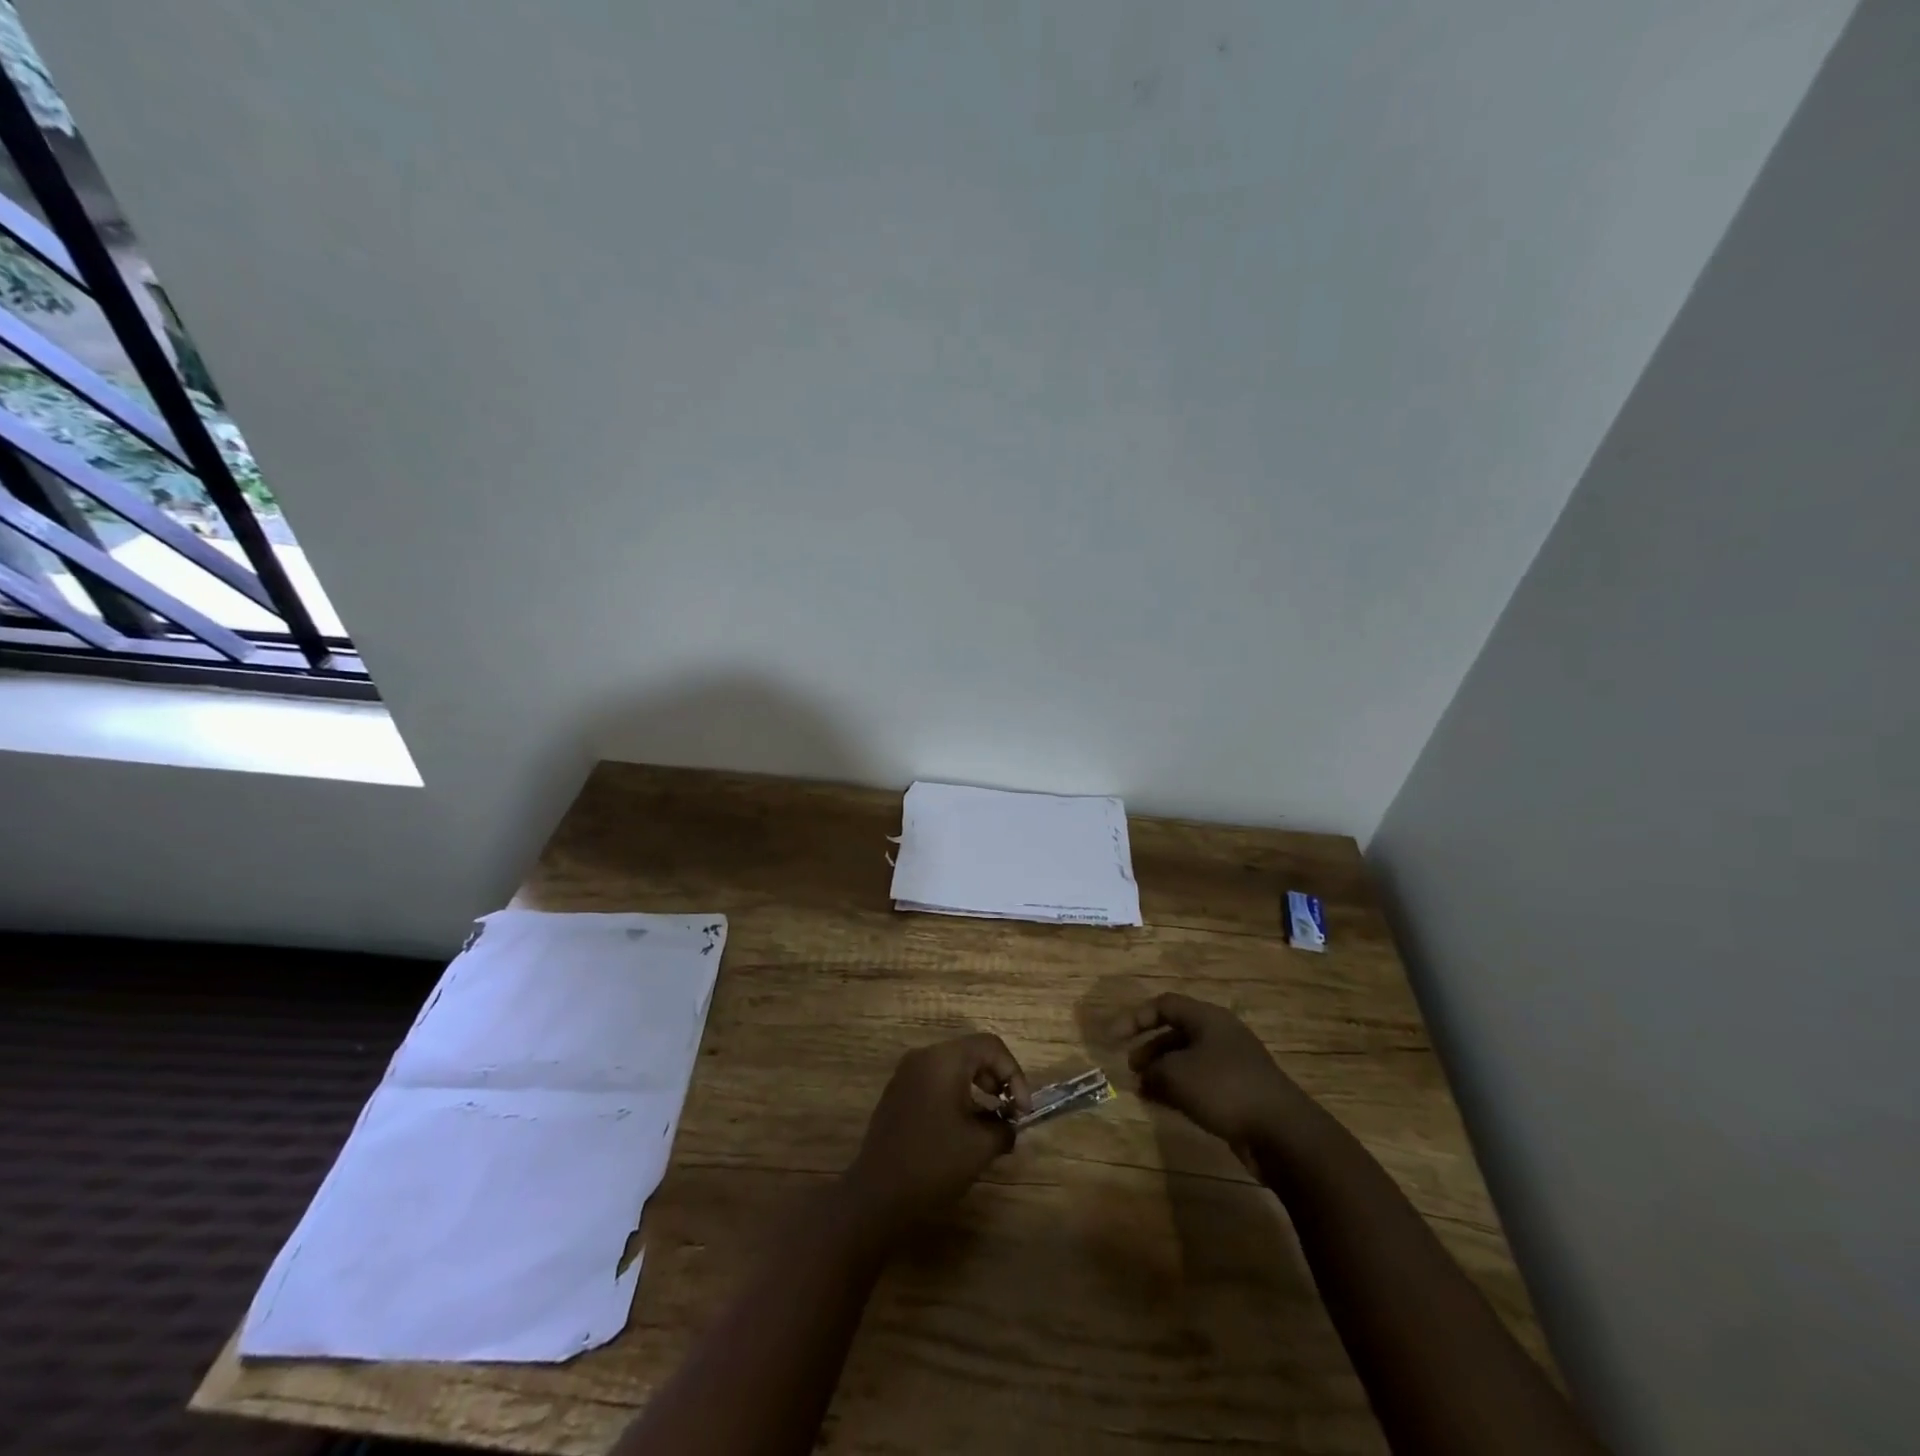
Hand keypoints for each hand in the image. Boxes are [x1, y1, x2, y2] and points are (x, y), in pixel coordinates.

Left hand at [842, 1034, 1030, 1228]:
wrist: (878, 1193)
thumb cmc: (933, 1162)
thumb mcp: (980, 1147)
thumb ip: (1004, 1128)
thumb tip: (1010, 1125)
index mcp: (945, 1059)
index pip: (991, 1046)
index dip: (1014, 1075)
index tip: (1022, 1111)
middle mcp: (924, 1056)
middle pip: (971, 1052)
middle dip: (997, 1079)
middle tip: (1009, 1112)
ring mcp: (907, 1073)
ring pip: (953, 1066)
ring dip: (977, 1088)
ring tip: (989, 1122)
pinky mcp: (898, 1092)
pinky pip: (935, 1080)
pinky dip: (955, 1094)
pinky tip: (961, 1127)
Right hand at [1121, 993, 1321, 1157]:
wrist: (1282, 1132)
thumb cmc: (1224, 1089)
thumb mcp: (1177, 1074)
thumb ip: (1154, 1070)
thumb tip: (1145, 1076)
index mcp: (1208, 1018)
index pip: (1164, 1005)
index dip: (1136, 1018)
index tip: (1113, 1038)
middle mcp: (1221, 1035)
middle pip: (1177, 1032)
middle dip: (1150, 1048)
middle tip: (1131, 1068)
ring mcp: (1233, 1064)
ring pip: (1188, 1059)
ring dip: (1163, 1072)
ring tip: (1143, 1090)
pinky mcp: (1240, 1091)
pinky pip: (1201, 1081)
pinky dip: (1180, 1089)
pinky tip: (1165, 1105)